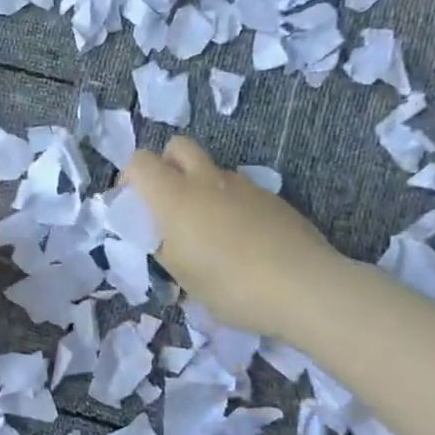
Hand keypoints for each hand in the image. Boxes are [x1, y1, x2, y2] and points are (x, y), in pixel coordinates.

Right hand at [124, 138, 342, 340]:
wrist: (305, 288)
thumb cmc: (229, 285)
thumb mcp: (181, 275)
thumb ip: (162, 246)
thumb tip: (159, 234)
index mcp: (175, 197)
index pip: (139, 161)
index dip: (130, 178)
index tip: (134, 207)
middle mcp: (208, 181)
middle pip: (178, 146)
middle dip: (167, 165)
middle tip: (168, 204)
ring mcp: (245, 186)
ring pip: (212, 170)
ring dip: (201, 188)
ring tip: (209, 231)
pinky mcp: (273, 199)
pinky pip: (240, 191)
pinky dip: (231, 205)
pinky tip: (242, 242)